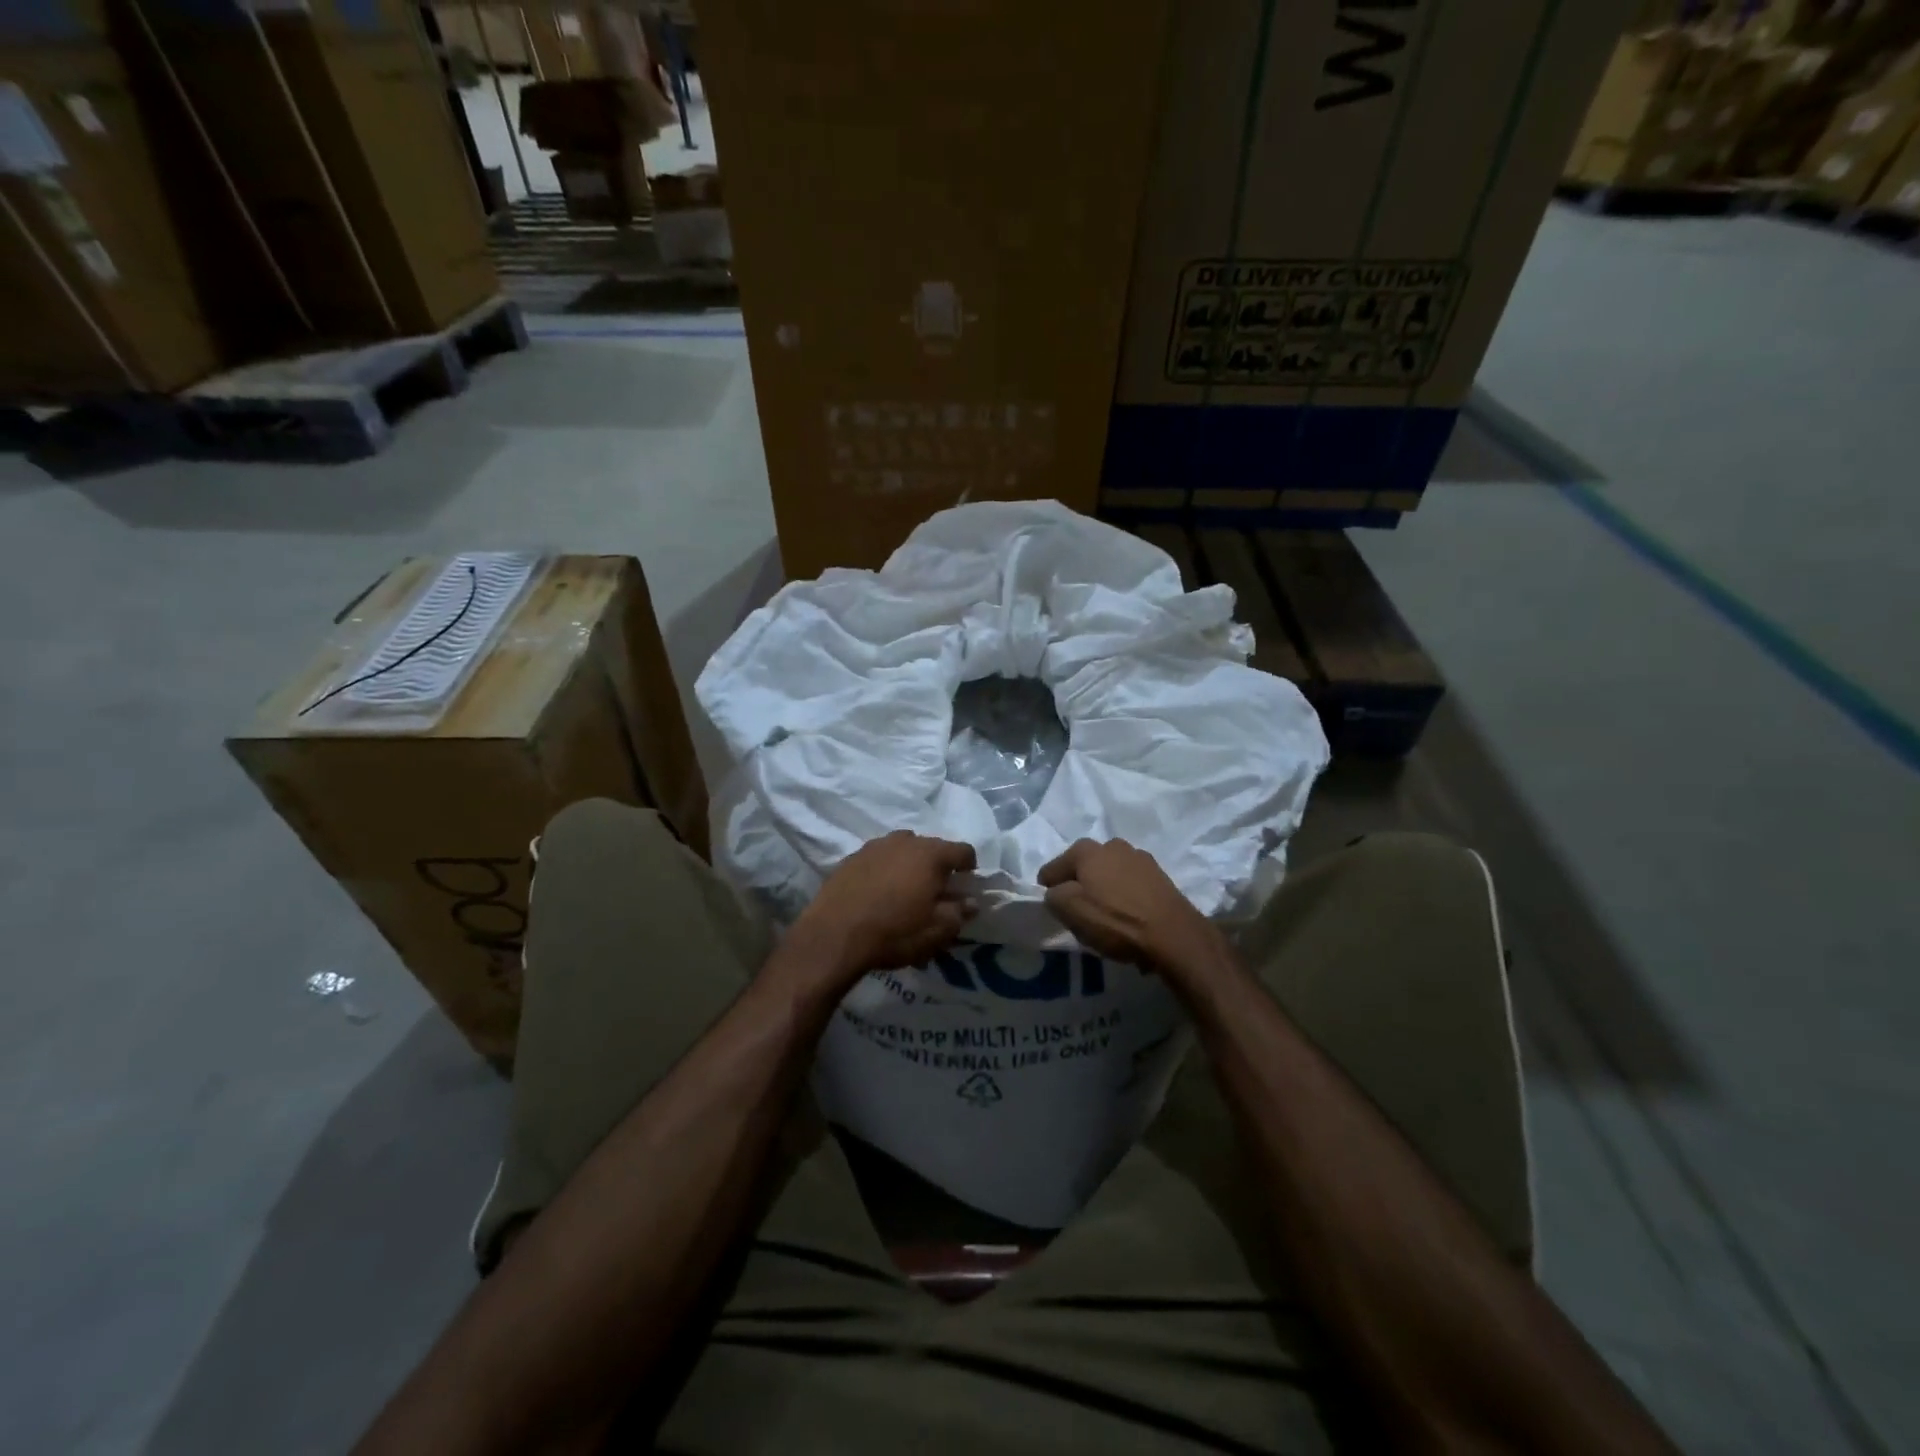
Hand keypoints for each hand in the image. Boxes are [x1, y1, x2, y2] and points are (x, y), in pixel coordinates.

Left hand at [790, 831, 976, 979]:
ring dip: (910, 865)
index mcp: (931, 854)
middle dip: (938, 866)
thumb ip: (959, 913)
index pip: (963, 850)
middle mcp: (904, 841)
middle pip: (932, 847)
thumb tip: (971, 902)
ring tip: (905, 890)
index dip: (969, 867)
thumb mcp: (936, 931)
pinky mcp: (851, 858)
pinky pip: (878, 858)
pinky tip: (879, 893)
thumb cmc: (895, 932)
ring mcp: (875, 846)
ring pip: (903, 849)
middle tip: (936, 892)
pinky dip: (885, 870)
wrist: (834, 935)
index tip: (965, 885)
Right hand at [1038, 838, 1218, 975]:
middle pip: (1084, 868)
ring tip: (1107, 917)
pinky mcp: (1160, 876)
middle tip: (1080, 913)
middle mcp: (1113, 845)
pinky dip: (1126, 898)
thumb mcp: (1070, 911)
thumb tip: (1056, 892)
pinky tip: (1129, 918)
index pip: (1053, 868)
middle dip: (1079, 886)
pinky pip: (1131, 886)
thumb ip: (1054, 896)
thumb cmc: (1115, 920)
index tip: (1053, 908)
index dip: (1048, 889)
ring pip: (1109, 875)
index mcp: (1087, 849)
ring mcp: (1140, 858)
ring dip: (1104, 891)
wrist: (1174, 935)